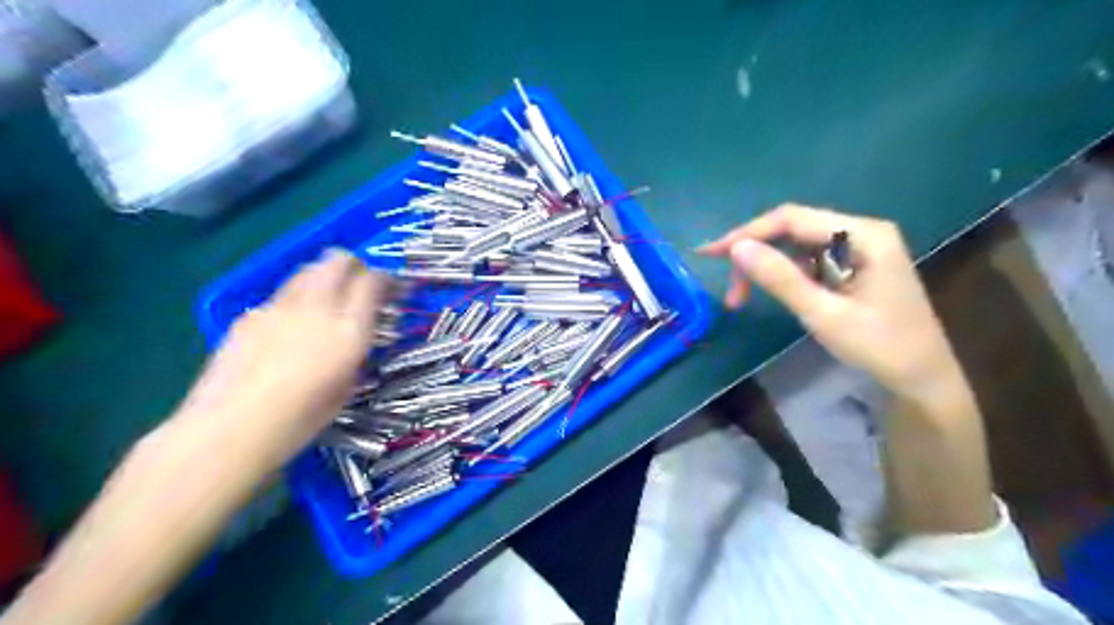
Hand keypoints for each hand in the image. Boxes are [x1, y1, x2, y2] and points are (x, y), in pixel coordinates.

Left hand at [176, 247, 390, 470]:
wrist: (231, 429)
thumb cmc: (300, 420)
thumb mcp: (347, 385)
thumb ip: (354, 351)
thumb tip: (354, 335)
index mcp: (349, 330)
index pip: (373, 282)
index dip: (385, 278)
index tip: (389, 287)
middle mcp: (317, 308)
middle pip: (337, 261)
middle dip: (352, 264)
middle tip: (358, 280)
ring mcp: (279, 307)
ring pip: (307, 270)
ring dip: (323, 275)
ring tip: (324, 297)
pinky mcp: (249, 314)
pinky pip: (280, 294)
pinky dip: (294, 299)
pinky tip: (288, 325)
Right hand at [700, 202, 961, 399]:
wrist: (923, 378)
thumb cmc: (880, 347)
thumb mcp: (824, 314)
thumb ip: (780, 279)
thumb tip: (736, 248)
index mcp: (863, 234)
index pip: (792, 219)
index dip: (747, 233)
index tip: (711, 254)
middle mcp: (861, 231)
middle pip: (793, 229)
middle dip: (755, 255)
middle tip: (730, 290)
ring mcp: (859, 247)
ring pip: (796, 245)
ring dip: (767, 268)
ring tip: (743, 298)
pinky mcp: (854, 264)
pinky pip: (809, 259)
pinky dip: (785, 275)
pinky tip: (777, 293)